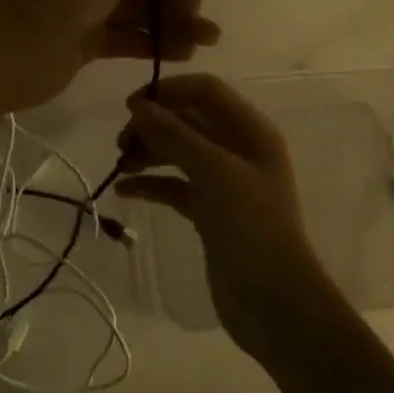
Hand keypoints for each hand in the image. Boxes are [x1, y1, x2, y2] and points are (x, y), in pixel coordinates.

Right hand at [114, 74, 336, 360]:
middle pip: (189, 120)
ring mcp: (225, 182)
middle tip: (120, 142)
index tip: (131, 107)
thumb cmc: (250, 226)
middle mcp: (238, 150)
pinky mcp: (210, 212)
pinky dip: (152, 184)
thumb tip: (139, 106)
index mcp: (250, 131)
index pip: (206, 91)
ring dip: (149, 153)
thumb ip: (175, 135)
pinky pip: (176, 186)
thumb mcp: (214, 172)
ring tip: (119, 166)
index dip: (169, 91)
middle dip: (154, 125)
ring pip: (180, 153)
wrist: (274, 302)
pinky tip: (126, 191)